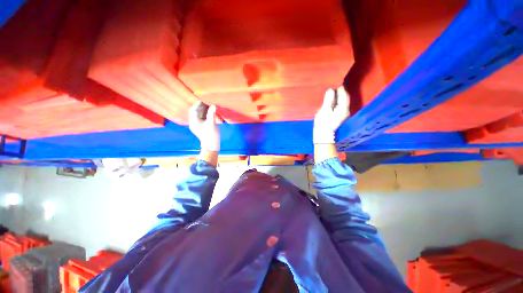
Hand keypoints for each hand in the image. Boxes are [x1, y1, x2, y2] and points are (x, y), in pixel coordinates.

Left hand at [189, 101, 220, 150]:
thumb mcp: (211, 123)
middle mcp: (194, 122)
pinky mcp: (202, 126)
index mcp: (194, 121)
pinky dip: (206, 114)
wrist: (211, 145)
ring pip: (200, 115)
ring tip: (211, 105)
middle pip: (196, 112)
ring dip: (205, 110)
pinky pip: (203, 118)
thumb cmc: (210, 135)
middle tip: (209, 101)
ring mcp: (198, 125)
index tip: (204, 99)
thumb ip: (212, 114)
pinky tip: (211, 111)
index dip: (198, 104)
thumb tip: (213, 105)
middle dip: (202, 106)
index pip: (193, 110)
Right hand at [313, 86, 349, 143]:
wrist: (323, 135)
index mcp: (343, 108)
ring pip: (342, 101)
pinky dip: (336, 101)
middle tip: (332, 85)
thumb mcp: (324, 110)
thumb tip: (331, 90)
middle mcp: (345, 110)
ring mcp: (343, 113)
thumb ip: (328, 100)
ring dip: (337, 96)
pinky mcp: (339, 116)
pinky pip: (339, 105)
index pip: (344, 94)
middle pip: (344, 97)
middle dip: (339, 91)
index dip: (340, 87)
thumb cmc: (323, 123)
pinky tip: (331, 99)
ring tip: (331, 91)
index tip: (334, 81)